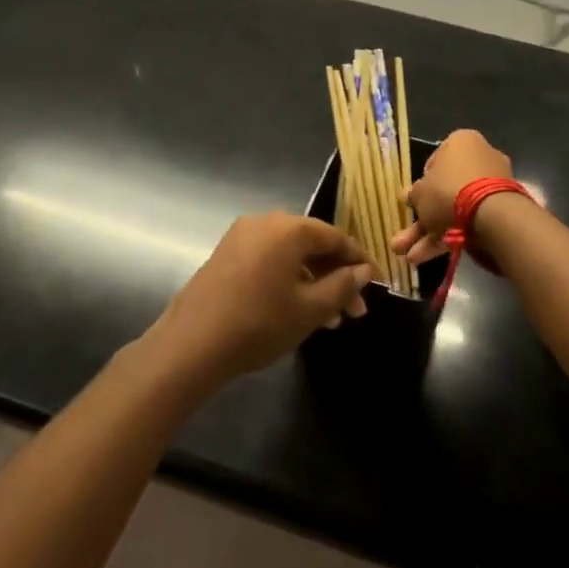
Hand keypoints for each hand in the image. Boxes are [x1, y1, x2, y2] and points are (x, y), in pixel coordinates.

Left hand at [146, 213, 372, 389]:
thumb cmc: (259, 323)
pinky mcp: (225, 256)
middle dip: (336, 276)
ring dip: (313, 281)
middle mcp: (264, 222)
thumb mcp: (310, 309)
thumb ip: (342, 286)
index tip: (377, 284)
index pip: (336, 237)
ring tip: (330, 318)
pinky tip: (297, 309)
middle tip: (354, 310)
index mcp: (288, 228)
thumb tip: (363, 271)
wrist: (191, 345)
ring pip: (290, 255)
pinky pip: (268, 260)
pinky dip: (288, 279)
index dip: (360, 261)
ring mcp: (240, 238)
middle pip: (312, 244)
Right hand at [390, 129, 514, 265]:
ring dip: (430, 233)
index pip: (435, 160)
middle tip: (403, 237)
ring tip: (408, 257)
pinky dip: (448, 238)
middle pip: (444, 190)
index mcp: (461, 143)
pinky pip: (469, 221)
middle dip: (422, 218)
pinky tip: (425, 257)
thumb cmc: (449, 191)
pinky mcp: (499, 211)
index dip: (421, 183)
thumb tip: (408, 195)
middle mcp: (479, 159)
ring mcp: (492, 187)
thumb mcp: (420, 193)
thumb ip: (414, 194)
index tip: (412, 200)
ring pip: (454, 210)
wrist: (492, 215)